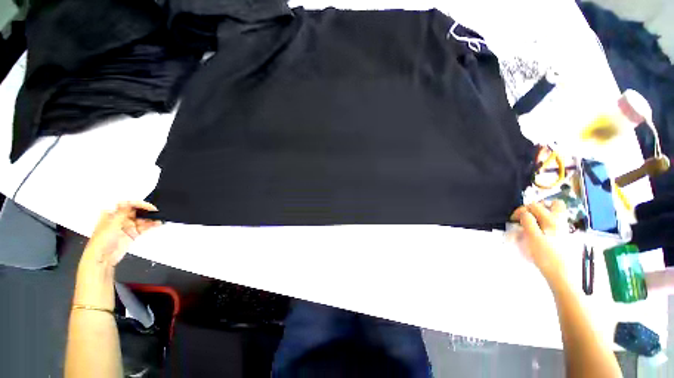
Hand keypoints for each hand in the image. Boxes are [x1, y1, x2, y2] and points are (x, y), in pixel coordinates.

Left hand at [81, 201, 161, 271]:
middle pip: (136, 212)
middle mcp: (120, 219)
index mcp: (112, 214)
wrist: (103, 258)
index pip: (127, 205)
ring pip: (142, 219)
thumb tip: (127, 202)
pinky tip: (158, 223)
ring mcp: (127, 227)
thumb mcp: (112, 224)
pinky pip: (144, 227)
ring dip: (150, 218)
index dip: (138, 204)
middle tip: (156, 212)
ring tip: (159, 218)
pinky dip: (151, 225)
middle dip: (146, 211)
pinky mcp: (133, 234)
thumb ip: (121, 213)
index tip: (148, 206)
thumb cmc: (101, 241)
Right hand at [510, 200, 567, 278]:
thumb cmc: (545, 255)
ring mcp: (563, 229)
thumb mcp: (533, 237)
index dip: (521, 210)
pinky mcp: (562, 236)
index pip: (533, 206)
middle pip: (554, 204)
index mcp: (551, 220)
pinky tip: (537, 232)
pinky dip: (545, 223)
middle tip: (526, 216)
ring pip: (556, 213)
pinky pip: (555, 223)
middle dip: (538, 207)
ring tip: (530, 223)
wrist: (560, 274)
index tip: (513, 220)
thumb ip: (528, 222)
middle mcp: (559, 221)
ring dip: (542, 214)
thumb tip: (524, 213)